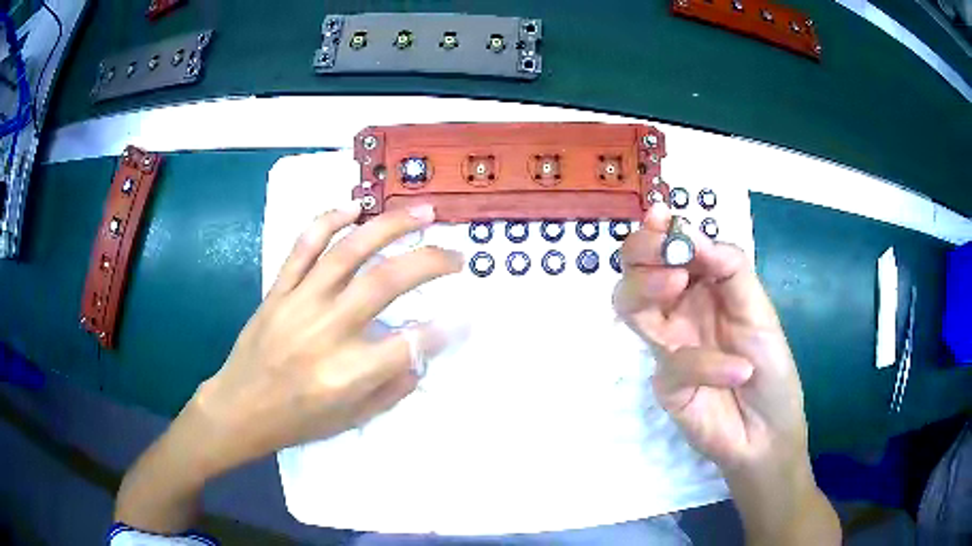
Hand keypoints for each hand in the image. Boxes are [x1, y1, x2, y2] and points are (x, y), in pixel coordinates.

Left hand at [188, 203, 461, 473]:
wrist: (239, 408)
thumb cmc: (297, 421)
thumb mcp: (352, 419)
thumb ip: (392, 388)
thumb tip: (421, 353)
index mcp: (348, 373)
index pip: (410, 342)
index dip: (446, 328)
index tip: (467, 315)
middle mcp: (327, 331)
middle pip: (386, 283)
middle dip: (430, 262)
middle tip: (456, 255)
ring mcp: (300, 303)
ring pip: (349, 252)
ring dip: (390, 227)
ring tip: (422, 213)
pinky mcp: (279, 290)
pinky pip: (303, 246)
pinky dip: (329, 220)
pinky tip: (355, 206)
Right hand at [614, 204, 807, 474]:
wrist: (769, 432)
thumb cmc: (771, 368)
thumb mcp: (760, 309)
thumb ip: (731, 269)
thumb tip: (693, 234)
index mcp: (702, 289)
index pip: (668, 252)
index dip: (658, 231)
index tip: (661, 216)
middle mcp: (678, 312)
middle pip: (635, 274)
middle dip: (640, 252)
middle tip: (664, 251)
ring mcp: (668, 348)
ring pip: (631, 308)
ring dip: (647, 288)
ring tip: (676, 281)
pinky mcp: (666, 385)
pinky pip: (675, 365)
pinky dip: (707, 363)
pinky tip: (739, 370)